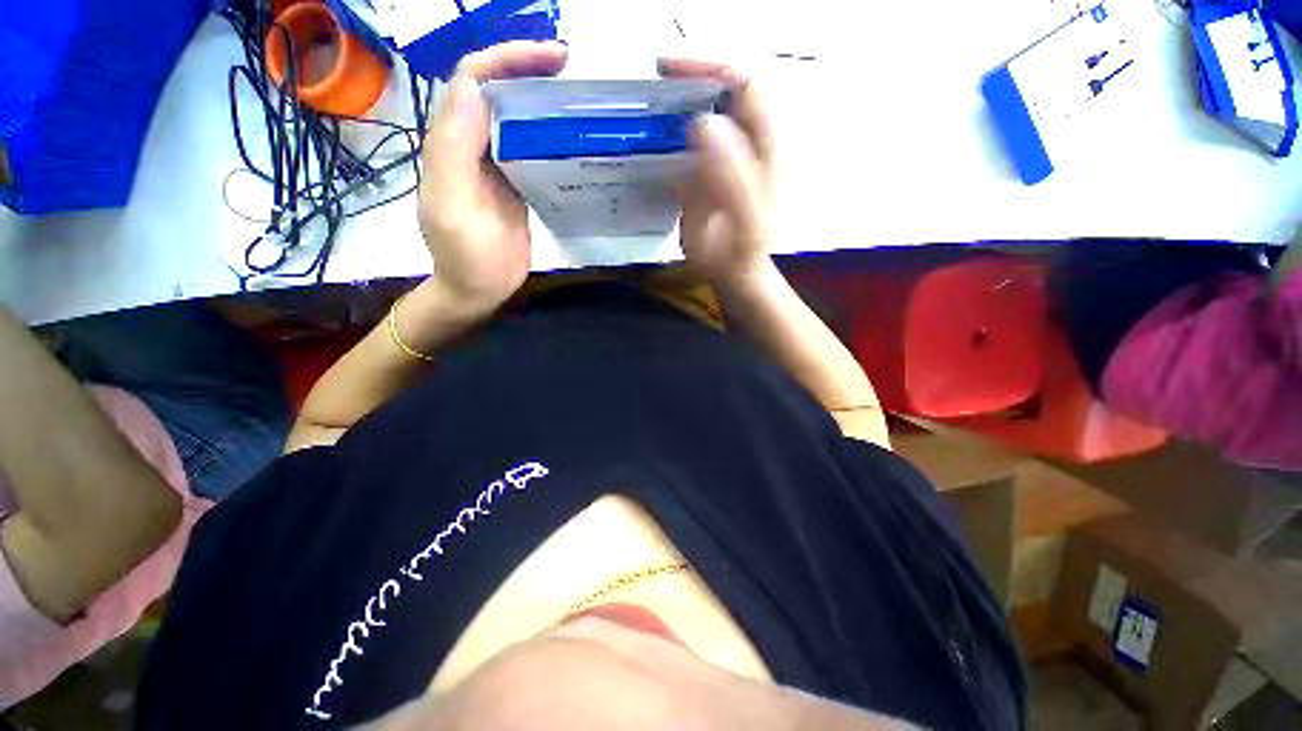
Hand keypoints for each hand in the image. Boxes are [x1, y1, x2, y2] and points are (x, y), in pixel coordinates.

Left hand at [418, 42, 568, 314]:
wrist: (478, 289)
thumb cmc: (465, 256)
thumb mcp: (453, 206)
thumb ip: (454, 149)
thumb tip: (475, 89)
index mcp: (452, 142)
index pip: (474, 80)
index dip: (507, 58)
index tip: (550, 58)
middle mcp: (472, 144)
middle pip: (497, 90)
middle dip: (529, 69)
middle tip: (572, 68)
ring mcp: (496, 164)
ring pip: (516, 117)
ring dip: (542, 98)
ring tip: (578, 94)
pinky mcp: (516, 184)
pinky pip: (531, 148)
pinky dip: (550, 135)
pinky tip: (573, 136)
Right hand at [660, 58, 777, 289]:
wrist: (736, 275)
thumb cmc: (742, 254)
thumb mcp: (745, 222)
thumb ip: (733, 178)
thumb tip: (705, 124)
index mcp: (763, 146)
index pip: (743, 82)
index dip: (709, 67)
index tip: (668, 71)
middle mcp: (744, 141)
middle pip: (719, 90)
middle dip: (685, 81)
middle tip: (648, 88)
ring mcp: (722, 155)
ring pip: (698, 111)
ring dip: (672, 106)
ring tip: (641, 110)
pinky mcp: (704, 171)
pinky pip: (683, 140)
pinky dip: (665, 134)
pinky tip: (646, 141)